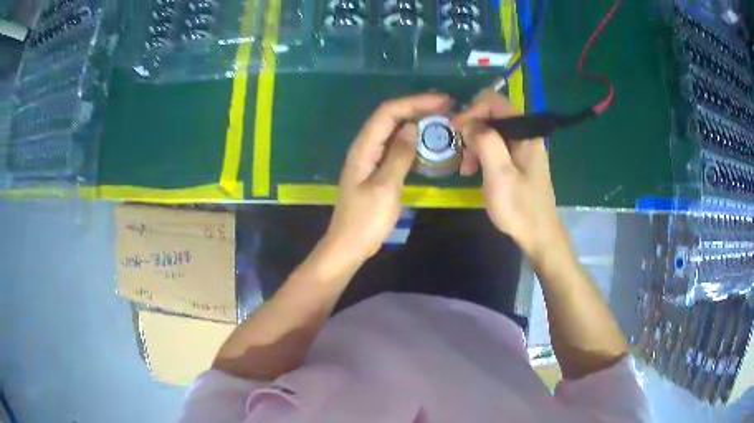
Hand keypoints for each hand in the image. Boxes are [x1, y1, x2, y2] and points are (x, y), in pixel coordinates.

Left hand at [323, 93, 452, 262]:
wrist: (349, 245)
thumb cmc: (366, 220)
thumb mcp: (385, 187)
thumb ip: (398, 155)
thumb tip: (412, 127)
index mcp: (363, 147)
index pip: (388, 112)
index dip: (415, 102)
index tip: (442, 102)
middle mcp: (365, 147)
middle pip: (390, 116)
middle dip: (417, 106)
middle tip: (447, 106)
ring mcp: (370, 158)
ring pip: (393, 129)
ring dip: (416, 119)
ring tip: (441, 117)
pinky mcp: (376, 169)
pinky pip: (395, 146)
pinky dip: (412, 138)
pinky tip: (426, 140)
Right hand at [451, 91, 565, 261]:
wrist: (539, 235)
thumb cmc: (519, 207)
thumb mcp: (499, 173)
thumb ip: (485, 141)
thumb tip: (469, 124)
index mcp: (525, 132)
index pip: (494, 102)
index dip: (471, 110)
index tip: (454, 129)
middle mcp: (525, 134)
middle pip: (492, 116)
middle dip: (472, 130)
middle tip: (461, 154)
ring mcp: (522, 148)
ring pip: (491, 132)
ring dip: (474, 145)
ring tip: (466, 169)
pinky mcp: (518, 161)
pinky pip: (496, 147)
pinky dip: (482, 155)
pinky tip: (474, 171)